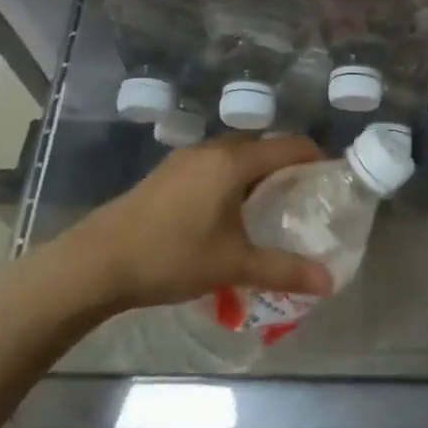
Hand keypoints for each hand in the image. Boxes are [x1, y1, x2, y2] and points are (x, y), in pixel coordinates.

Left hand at [37, 134, 333, 312]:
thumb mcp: (233, 264)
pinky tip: (228, 214)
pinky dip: (231, 180)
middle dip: (286, 165)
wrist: (95, 263)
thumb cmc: (171, 256)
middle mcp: (210, 151)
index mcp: (232, 162)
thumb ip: (284, 270)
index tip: (333, 178)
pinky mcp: (165, 175)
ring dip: (256, 173)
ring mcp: (183, 161)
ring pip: (233, 156)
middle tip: (303, 197)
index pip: (288, 146)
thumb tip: (328, 282)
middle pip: (261, 146)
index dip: (316, 157)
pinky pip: (212, 166)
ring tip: (270, 207)